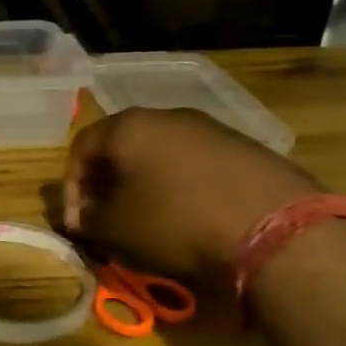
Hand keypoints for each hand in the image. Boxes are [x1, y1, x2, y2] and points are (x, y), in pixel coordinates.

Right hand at [63, 108, 317, 282]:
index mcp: (128, 126)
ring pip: (161, 153)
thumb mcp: (117, 229)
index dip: (71, 187)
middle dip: (108, 183)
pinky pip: (196, 164)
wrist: (274, 229)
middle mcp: (167, 116)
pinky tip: (191, 216)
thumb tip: (85, 217)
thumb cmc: (176, 222)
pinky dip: (183, 186)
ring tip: (149, 220)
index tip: (77, 223)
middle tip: (107, 218)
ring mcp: (210, 128)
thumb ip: (90, 219)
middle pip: (122, 146)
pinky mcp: (244, 147)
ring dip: (146, 184)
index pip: (81, 148)